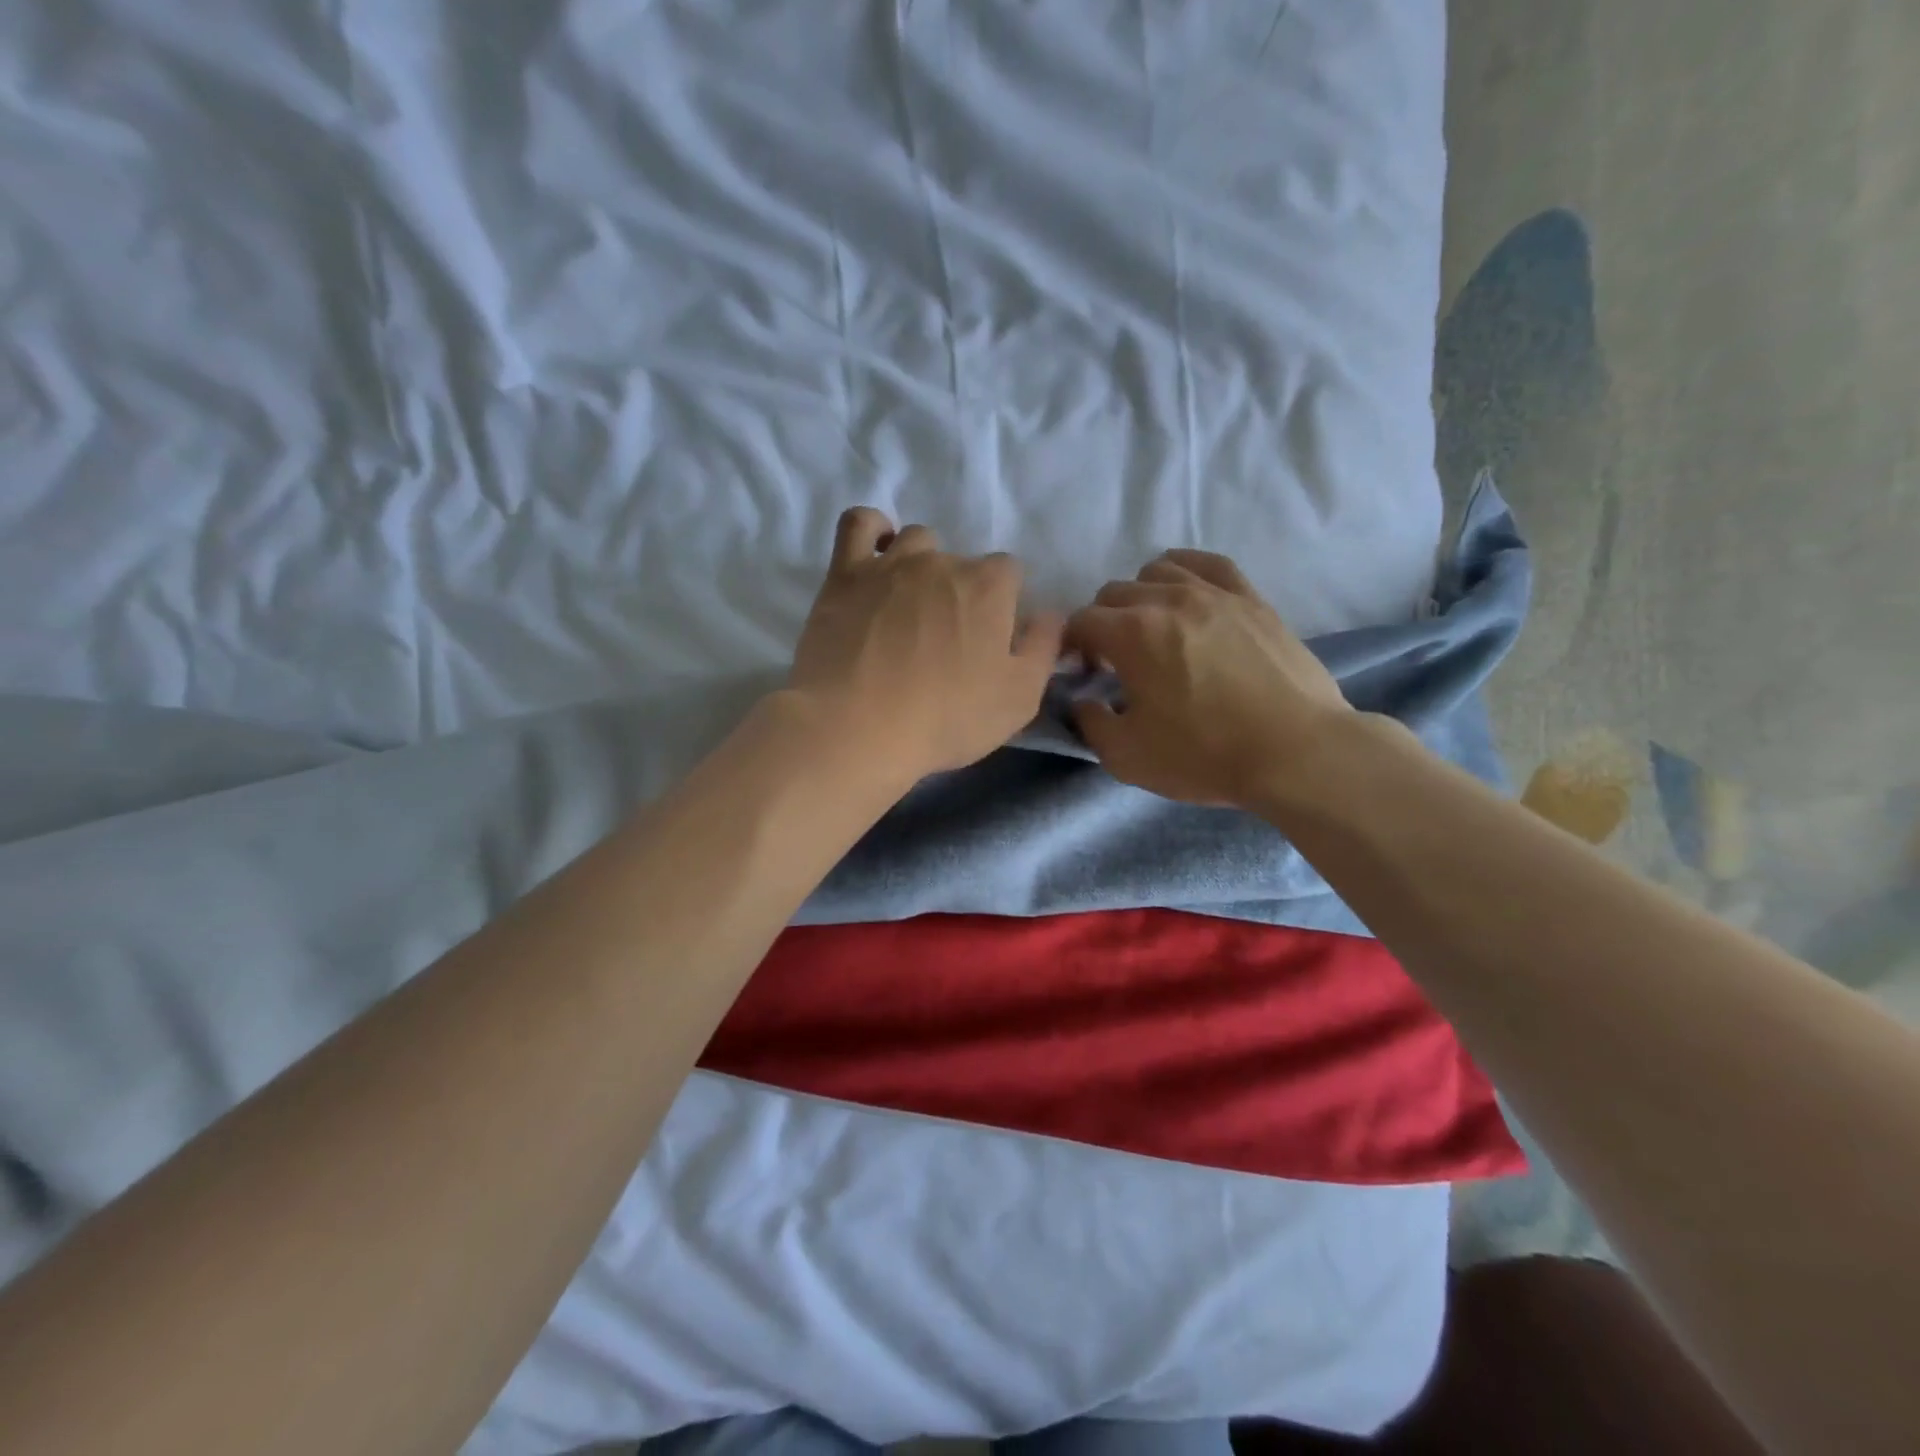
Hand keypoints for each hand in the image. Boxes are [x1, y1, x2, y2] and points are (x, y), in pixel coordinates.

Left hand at [789, 508, 1063, 782]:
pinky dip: (872, 528)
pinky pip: (858, 524)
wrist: (858, 727)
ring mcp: (890, 563)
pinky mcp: (844, 574)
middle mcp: (943, 561)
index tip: (990, 640)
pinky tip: (877, 551)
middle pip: (962, 562)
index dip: (1003, 605)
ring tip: (911, 605)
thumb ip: (1043, 648)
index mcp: (989, 586)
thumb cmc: (947, 718)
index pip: (1010, 574)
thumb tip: (1050, 615)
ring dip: (922, 563)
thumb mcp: (1019, 698)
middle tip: (947, 639)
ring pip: (916, 540)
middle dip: (962, 592)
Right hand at [1066, 550, 1353, 808]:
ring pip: (1157, 570)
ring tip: (1153, 630)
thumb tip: (1082, 700)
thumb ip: (1089, 724)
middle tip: (1116, 662)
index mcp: (1131, 634)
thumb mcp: (1126, 757)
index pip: (1080, 622)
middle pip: (1113, 593)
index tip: (1083, 674)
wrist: (1295, 752)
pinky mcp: (1251, 598)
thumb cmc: (1204, 756)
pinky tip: (1186, 595)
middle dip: (1102, 624)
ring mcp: (1214, 592)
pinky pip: (1207, 563)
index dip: (1071, 647)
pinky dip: (1185, 573)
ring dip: (1140, 597)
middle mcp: (1168, 599)